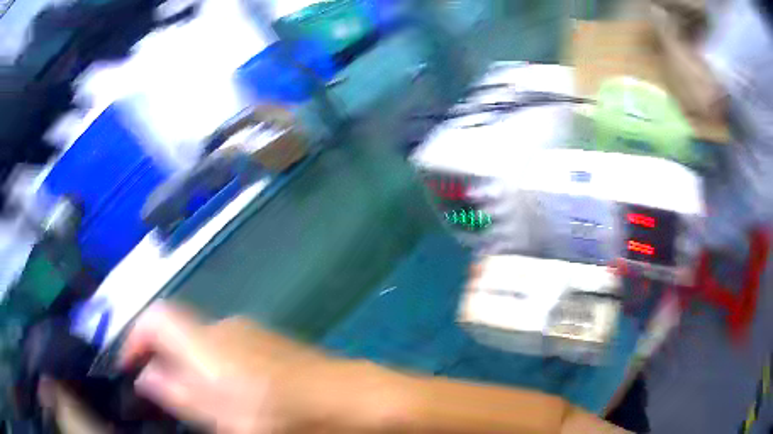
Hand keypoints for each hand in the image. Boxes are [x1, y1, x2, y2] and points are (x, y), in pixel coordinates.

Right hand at [120, 302, 403, 432]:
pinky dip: (211, 369)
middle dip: (160, 358)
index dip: (135, 338)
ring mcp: (249, 333)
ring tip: (192, 402)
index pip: (155, 317)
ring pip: (200, 344)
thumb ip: (181, 394)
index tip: (129, 368)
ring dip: (186, 367)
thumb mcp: (227, 418)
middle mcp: (224, 327)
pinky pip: (225, 351)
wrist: (354, 399)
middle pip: (176, 331)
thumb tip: (147, 377)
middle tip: (160, 395)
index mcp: (207, 342)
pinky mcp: (267, 344)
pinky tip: (227, 396)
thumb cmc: (288, 414)